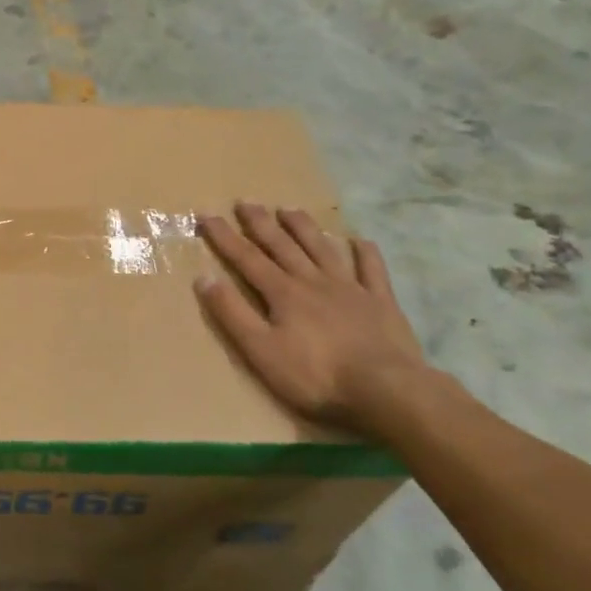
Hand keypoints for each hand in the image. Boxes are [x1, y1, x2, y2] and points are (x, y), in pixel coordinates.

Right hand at [196, 205, 426, 437]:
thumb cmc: (316, 374)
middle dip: (261, 223)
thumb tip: (204, 278)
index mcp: (282, 293)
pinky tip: (358, 240)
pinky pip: (372, 269)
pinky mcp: (381, 302)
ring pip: (322, 249)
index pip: (246, 258)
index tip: (206, 215)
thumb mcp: (260, 350)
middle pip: (282, 246)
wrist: (385, 388)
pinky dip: (364, 253)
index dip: (224, 236)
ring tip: (289, 209)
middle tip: (245, 202)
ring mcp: (350, 289)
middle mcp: (313, 281)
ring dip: (303, 228)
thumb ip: (232, 313)